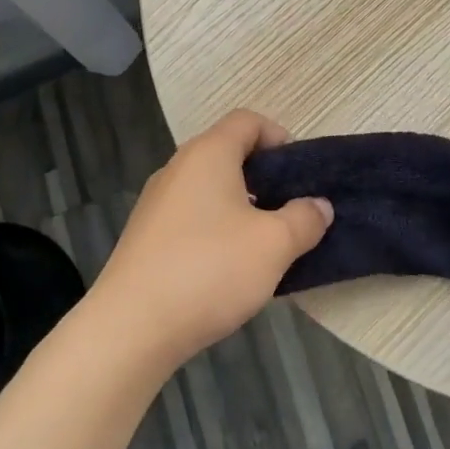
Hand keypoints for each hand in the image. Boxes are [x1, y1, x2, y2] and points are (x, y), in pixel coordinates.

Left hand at [90, 110, 331, 368]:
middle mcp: (178, 168)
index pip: (247, 121)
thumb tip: (318, 206)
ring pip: (209, 188)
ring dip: (241, 206)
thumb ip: (304, 219)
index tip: (300, 173)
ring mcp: (157, 203)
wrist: (131, 327)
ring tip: (265, 242)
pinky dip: (216, 228)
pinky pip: (191, 216)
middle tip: (291, 209)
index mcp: (208, 154)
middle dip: (264, 176)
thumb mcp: (274, 244)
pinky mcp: (146, 236)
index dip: (279, 137)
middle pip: (227, 153)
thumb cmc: (210, 270)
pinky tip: (229, 267)